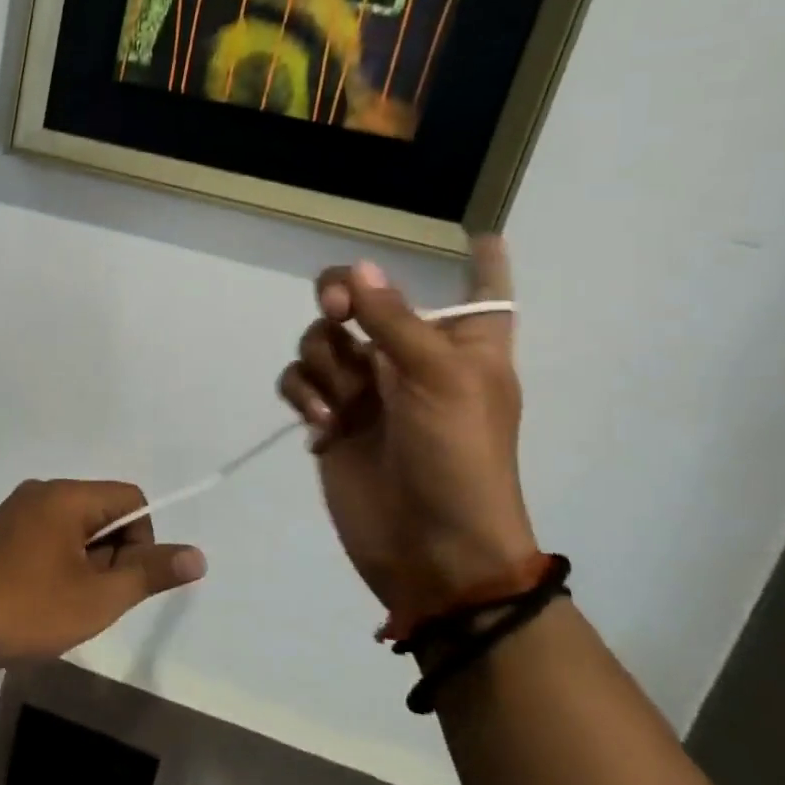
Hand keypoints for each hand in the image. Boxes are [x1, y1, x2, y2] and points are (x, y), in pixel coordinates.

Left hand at [0, 479, 205, 665]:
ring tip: (66, 602)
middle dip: (111, 555)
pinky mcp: (0, 531)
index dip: (142, 540)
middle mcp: (41, 491)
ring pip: (75, 527)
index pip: (130, 500)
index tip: (122, 581)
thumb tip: (197, 555)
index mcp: (66, 495)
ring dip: (86, 562)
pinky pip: (48, 535)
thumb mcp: (98, 598)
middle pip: (102, 512)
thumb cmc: (31, 608)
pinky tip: (44, 597)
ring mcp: (16, 510)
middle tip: (92, 598)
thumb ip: (149, 572)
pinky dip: (59, 562)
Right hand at [277, 237, 537, 624]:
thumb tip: (360, 268)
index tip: (479, 233)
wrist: (432, 551)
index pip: (481, 291)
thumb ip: (394, 320)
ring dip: (324, 359)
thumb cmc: (459, 458)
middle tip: (338, 308)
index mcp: (462, 345)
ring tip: (341, 400)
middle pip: (368, 297)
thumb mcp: (438, 379)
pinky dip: (304, 393)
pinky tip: (321, 422)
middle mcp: (411, 357)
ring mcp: (367, 388)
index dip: (482, 262)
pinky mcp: (331, 417)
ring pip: (324, 337)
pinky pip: (301, 379)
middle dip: (345, 295)